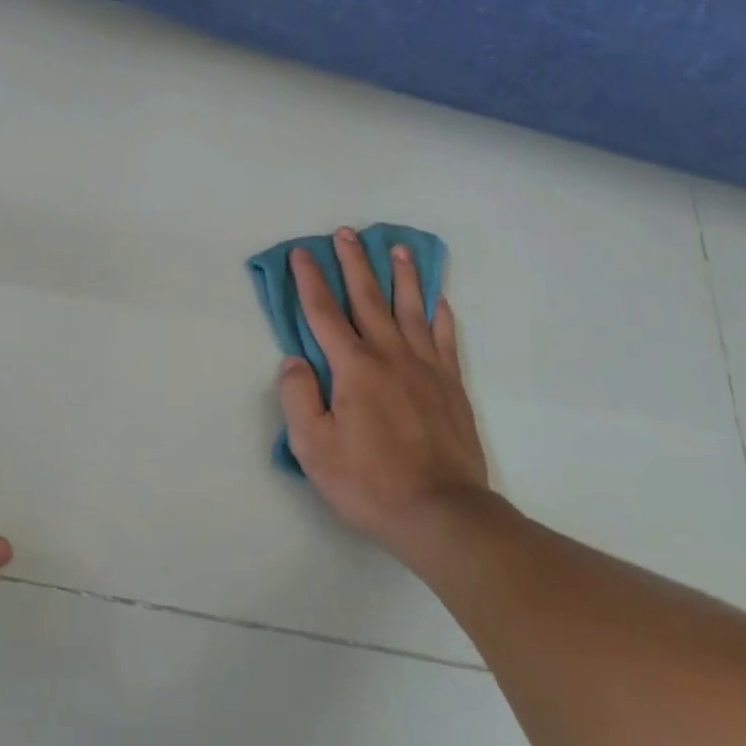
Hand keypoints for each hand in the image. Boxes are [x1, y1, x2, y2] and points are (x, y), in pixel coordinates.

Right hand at [276, 228, 492, 556]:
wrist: (442, 513)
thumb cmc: (369, 481)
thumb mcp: (313, 447)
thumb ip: (298, 397)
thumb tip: (294, 360)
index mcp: (353, 367)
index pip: (324, 313)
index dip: (310, 280)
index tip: (301, 253)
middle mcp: (390, 355)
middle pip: (368, 298)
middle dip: (354, 263)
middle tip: (346, 233)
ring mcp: (426, 367)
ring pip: (410, 308)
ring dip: (400, 275)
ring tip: (396, 248)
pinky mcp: (451, 384)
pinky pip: (444, 337)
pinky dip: (439, 312)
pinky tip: (437, 297)